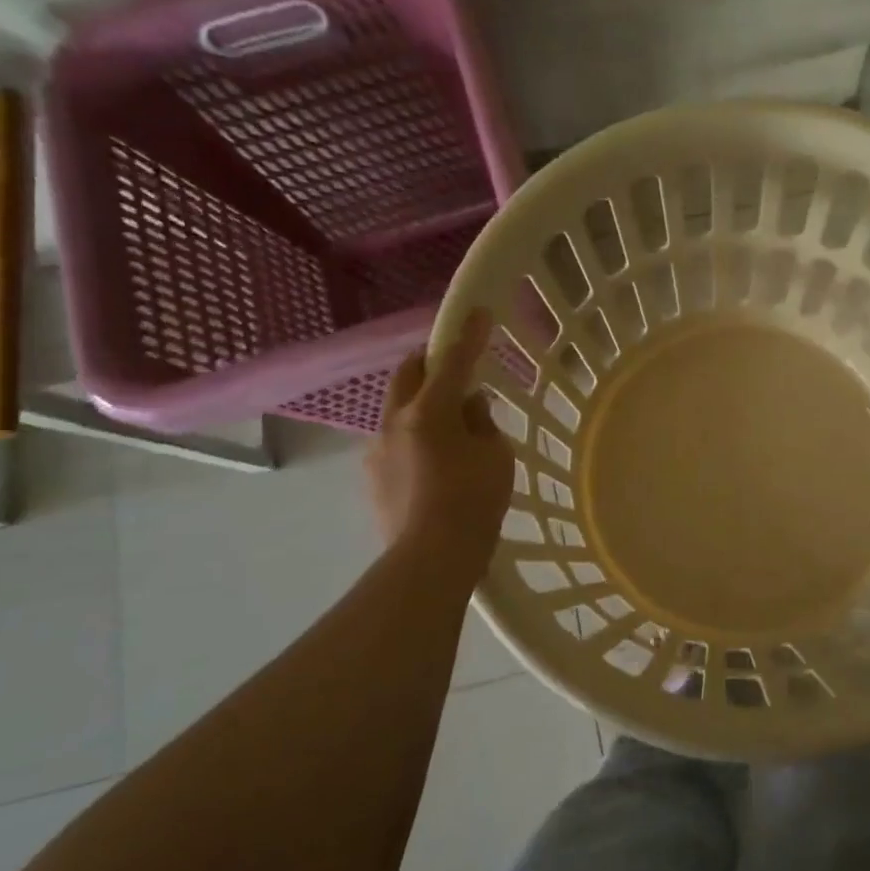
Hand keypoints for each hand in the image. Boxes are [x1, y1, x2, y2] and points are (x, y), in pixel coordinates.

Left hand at [365, 308, 515, 565]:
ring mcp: (377, 450)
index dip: (468, 335)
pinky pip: (395, 441)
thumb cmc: (474, 501)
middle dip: (429, 361)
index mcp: (429, 412)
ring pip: (398, 409)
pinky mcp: (373, 477)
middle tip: (454, 366)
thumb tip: (468, 408)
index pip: (452, 361)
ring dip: (421, 404)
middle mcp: (395, 422)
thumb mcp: (495, 455)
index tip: (477, 312)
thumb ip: (482, 422)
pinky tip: (433, 464)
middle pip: (408, 374)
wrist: (431, 558)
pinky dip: (414, 437)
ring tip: (448, 427)